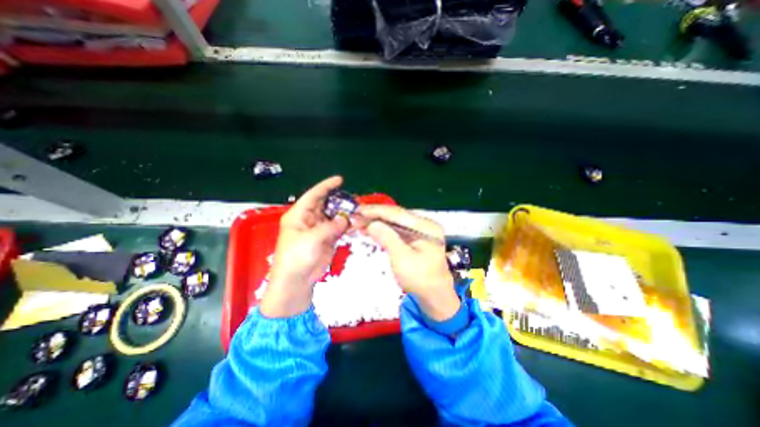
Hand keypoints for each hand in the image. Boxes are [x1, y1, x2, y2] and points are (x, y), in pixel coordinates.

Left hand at [259, 174, 346, 317]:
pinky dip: (346, 225)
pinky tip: (355, 222)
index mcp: (299, 215)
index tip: (339, 180)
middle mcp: (309, 219)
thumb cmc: (296, 258)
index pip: (313, 195)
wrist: (297, 281)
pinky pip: (338, 228)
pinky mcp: (327, 239)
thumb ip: (329, 227)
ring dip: (344, 213)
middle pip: (326, 204)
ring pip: (334, 216)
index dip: (326, 186)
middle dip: (339, 200)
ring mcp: (319, 229)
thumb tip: (345, 219)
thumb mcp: (311, 239)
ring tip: (358, 209)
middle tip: (354, 198)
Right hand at [357, 205, 456, 321]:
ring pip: (394, 222)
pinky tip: (370, 229)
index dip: (376, 211)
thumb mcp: (402, 258)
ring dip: (377, 222)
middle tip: (355, 216)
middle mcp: (424, 224)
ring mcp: (420, 231)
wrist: (434, 296)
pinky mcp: (414, 238)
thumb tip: (371, 223)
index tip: (358, 210)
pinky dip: (382, 229)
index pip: (397, 213)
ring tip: (359, 222)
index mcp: (426, 226)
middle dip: (375, 215)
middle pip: (396, 215)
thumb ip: (387, 238)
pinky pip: (396, 230)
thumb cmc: (420, 279)